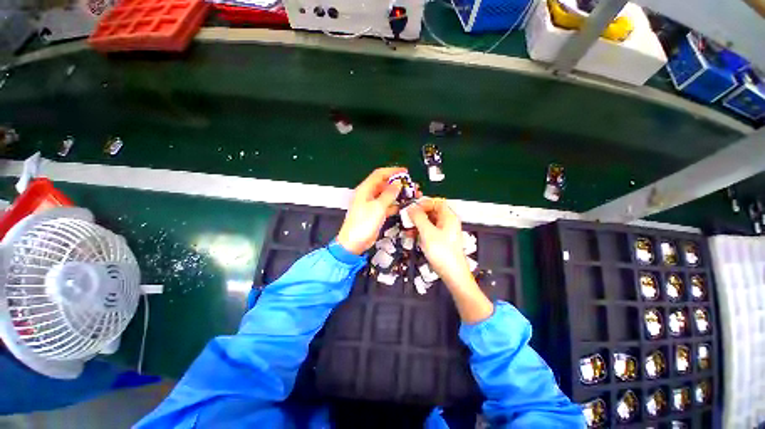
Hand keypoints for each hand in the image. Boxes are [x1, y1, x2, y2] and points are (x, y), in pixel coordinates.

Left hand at [336, 167, 404, 254]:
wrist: (354, 243)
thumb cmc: (363, 224)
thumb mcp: (378, 207)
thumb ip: (389, 194)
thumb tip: (398, 184)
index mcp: (365, 189)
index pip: (379, 174)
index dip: (392, 171)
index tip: (405, 172)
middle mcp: (368, 195)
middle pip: (384, 184)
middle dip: (397, 183)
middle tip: (410, 185)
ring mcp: (372, 204)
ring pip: (387, 195)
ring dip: (398, 194)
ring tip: (411, 195)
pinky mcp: (375, 213)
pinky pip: (387, 205)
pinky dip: (395, 205)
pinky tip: (404, 206)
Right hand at [409, 198, 492, 323]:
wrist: (452, 274)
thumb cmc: (442, 253)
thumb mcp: (427, 233)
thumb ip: (418, 217)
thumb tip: (411, 207)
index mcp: (448, 217)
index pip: (436, 202)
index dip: (424, 203)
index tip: (412, 208)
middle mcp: (447, 222)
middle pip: (432, 211)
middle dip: (418, 214)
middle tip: (407, 218)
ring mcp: (444, 232)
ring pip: (429, 221)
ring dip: (417, 223)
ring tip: (407, 227)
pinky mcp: (440, 240)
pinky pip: (429, 231)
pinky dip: (420, 231)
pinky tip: (412, 235)